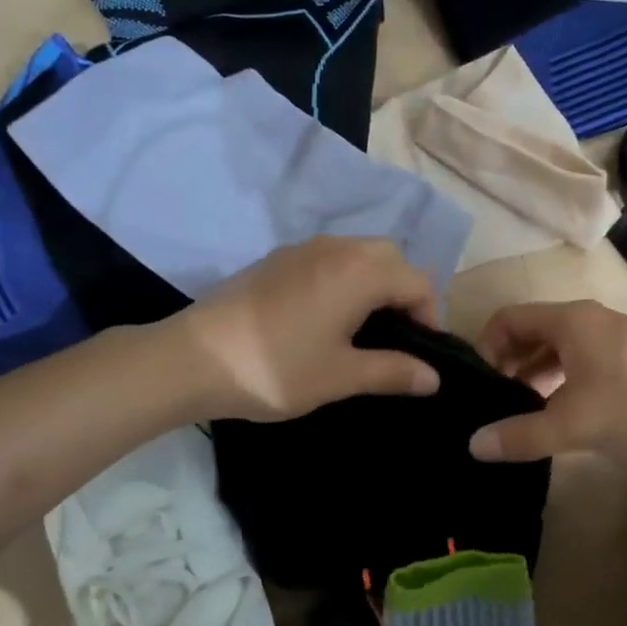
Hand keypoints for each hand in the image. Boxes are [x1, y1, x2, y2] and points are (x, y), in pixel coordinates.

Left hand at [173, 238, 441, 420]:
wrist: (192, 359)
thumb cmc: (275, 369)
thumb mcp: (340, 376)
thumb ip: (393, 371)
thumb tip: (434, 377)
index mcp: (359, 272)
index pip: (418, 282)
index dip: (430, 316)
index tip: (419, 354)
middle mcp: (336, 248)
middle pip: (391, 257)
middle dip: (404, 292)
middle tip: (395, 336)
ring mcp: (302, 249)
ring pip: (359, 253)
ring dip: (374, 282)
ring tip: (363, 328)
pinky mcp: (277, 259)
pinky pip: (329, 257)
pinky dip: (345, 278)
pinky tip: (325, 316)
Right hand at [468, 300, 626, 461]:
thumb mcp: (573, 425)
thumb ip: (521, 435)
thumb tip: (473, 444)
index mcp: (568, 321)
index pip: (507, 318)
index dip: (485, 347)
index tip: (481, 384)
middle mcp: (586, 319)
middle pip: (530, 331)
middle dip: (508, 363)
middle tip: (495, 402)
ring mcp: (610, 336)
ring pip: (556, 347)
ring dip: (534, 374)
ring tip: (522, 411)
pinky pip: (579, 360)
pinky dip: (560, 379)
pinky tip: (560, 413)